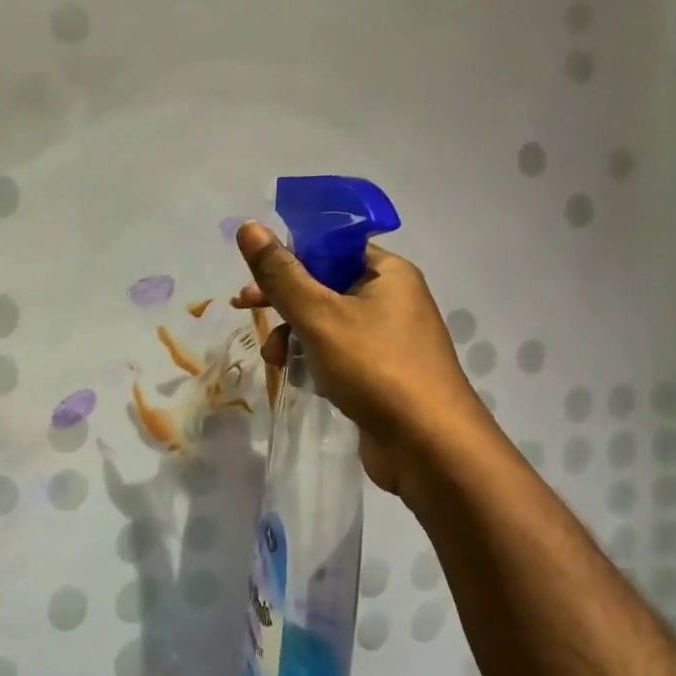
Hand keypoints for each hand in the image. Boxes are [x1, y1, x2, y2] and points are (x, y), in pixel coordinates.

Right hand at [232, 221, 484, 494]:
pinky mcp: (383, 374)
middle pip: (325, 284)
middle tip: (245, 308)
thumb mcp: (319, 315)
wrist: (430, 448)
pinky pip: (338, 353)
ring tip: (274, 360)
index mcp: (388, 273)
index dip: (290, 255)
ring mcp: (390, 340)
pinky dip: (313, 359)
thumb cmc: (375, 368)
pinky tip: (298, 378)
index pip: (332, 246)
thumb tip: (249, 226)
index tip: (255, 275)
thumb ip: (281, 274)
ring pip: (327, 322)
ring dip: (293, 334)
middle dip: (283, 300)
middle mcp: (393, 300)